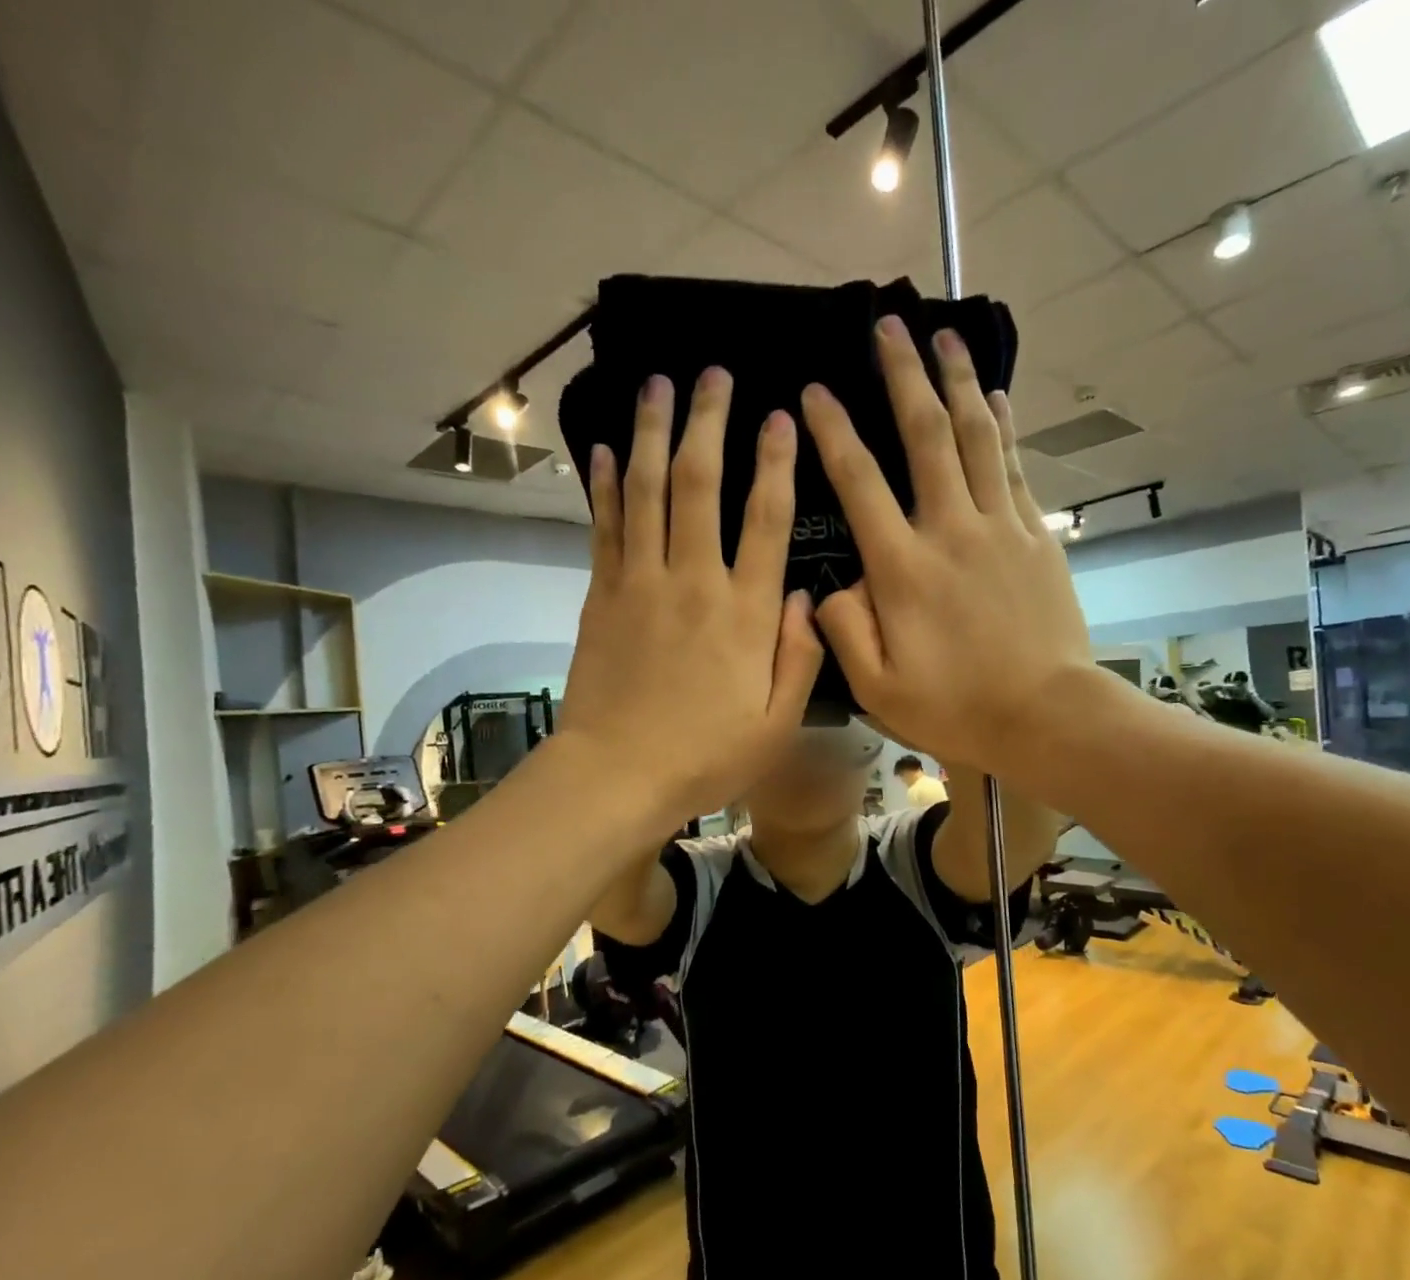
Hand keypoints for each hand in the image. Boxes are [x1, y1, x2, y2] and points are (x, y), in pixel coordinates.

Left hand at [558, 369, 823, 824]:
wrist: (618, 775)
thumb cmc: (706, 757)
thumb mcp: (777, 723)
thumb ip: (799, 657)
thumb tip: (808, 597)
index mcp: (745, 614)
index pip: (766, 520)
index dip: (775, 463)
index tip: (780, 417)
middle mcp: (694, 582)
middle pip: (699, 484)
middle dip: (707, 423)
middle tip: (712, 375)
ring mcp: (641, 584)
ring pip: (646, 491)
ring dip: (651, 433)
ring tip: (656, 385)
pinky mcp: (601, 596)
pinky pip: (605, 527)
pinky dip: (605, 485)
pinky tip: (604, 449)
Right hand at [799, 315, 1096, 771]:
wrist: (1047, 716)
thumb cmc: (956, 708)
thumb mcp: (877, 688)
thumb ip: (843, 631)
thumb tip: (829, 586)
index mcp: (903, 569)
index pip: (860, 484)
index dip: (834, 433)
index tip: (815, 392)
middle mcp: (951, 531)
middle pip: (926, 437)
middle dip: (903, 376)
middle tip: (888, 326)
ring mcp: (1001, 529)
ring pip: (978, 438)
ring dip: (959, 382)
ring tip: (945, 336)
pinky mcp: (1037, 537)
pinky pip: (1017, 468)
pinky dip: (1005, 427)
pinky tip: (998, 397)